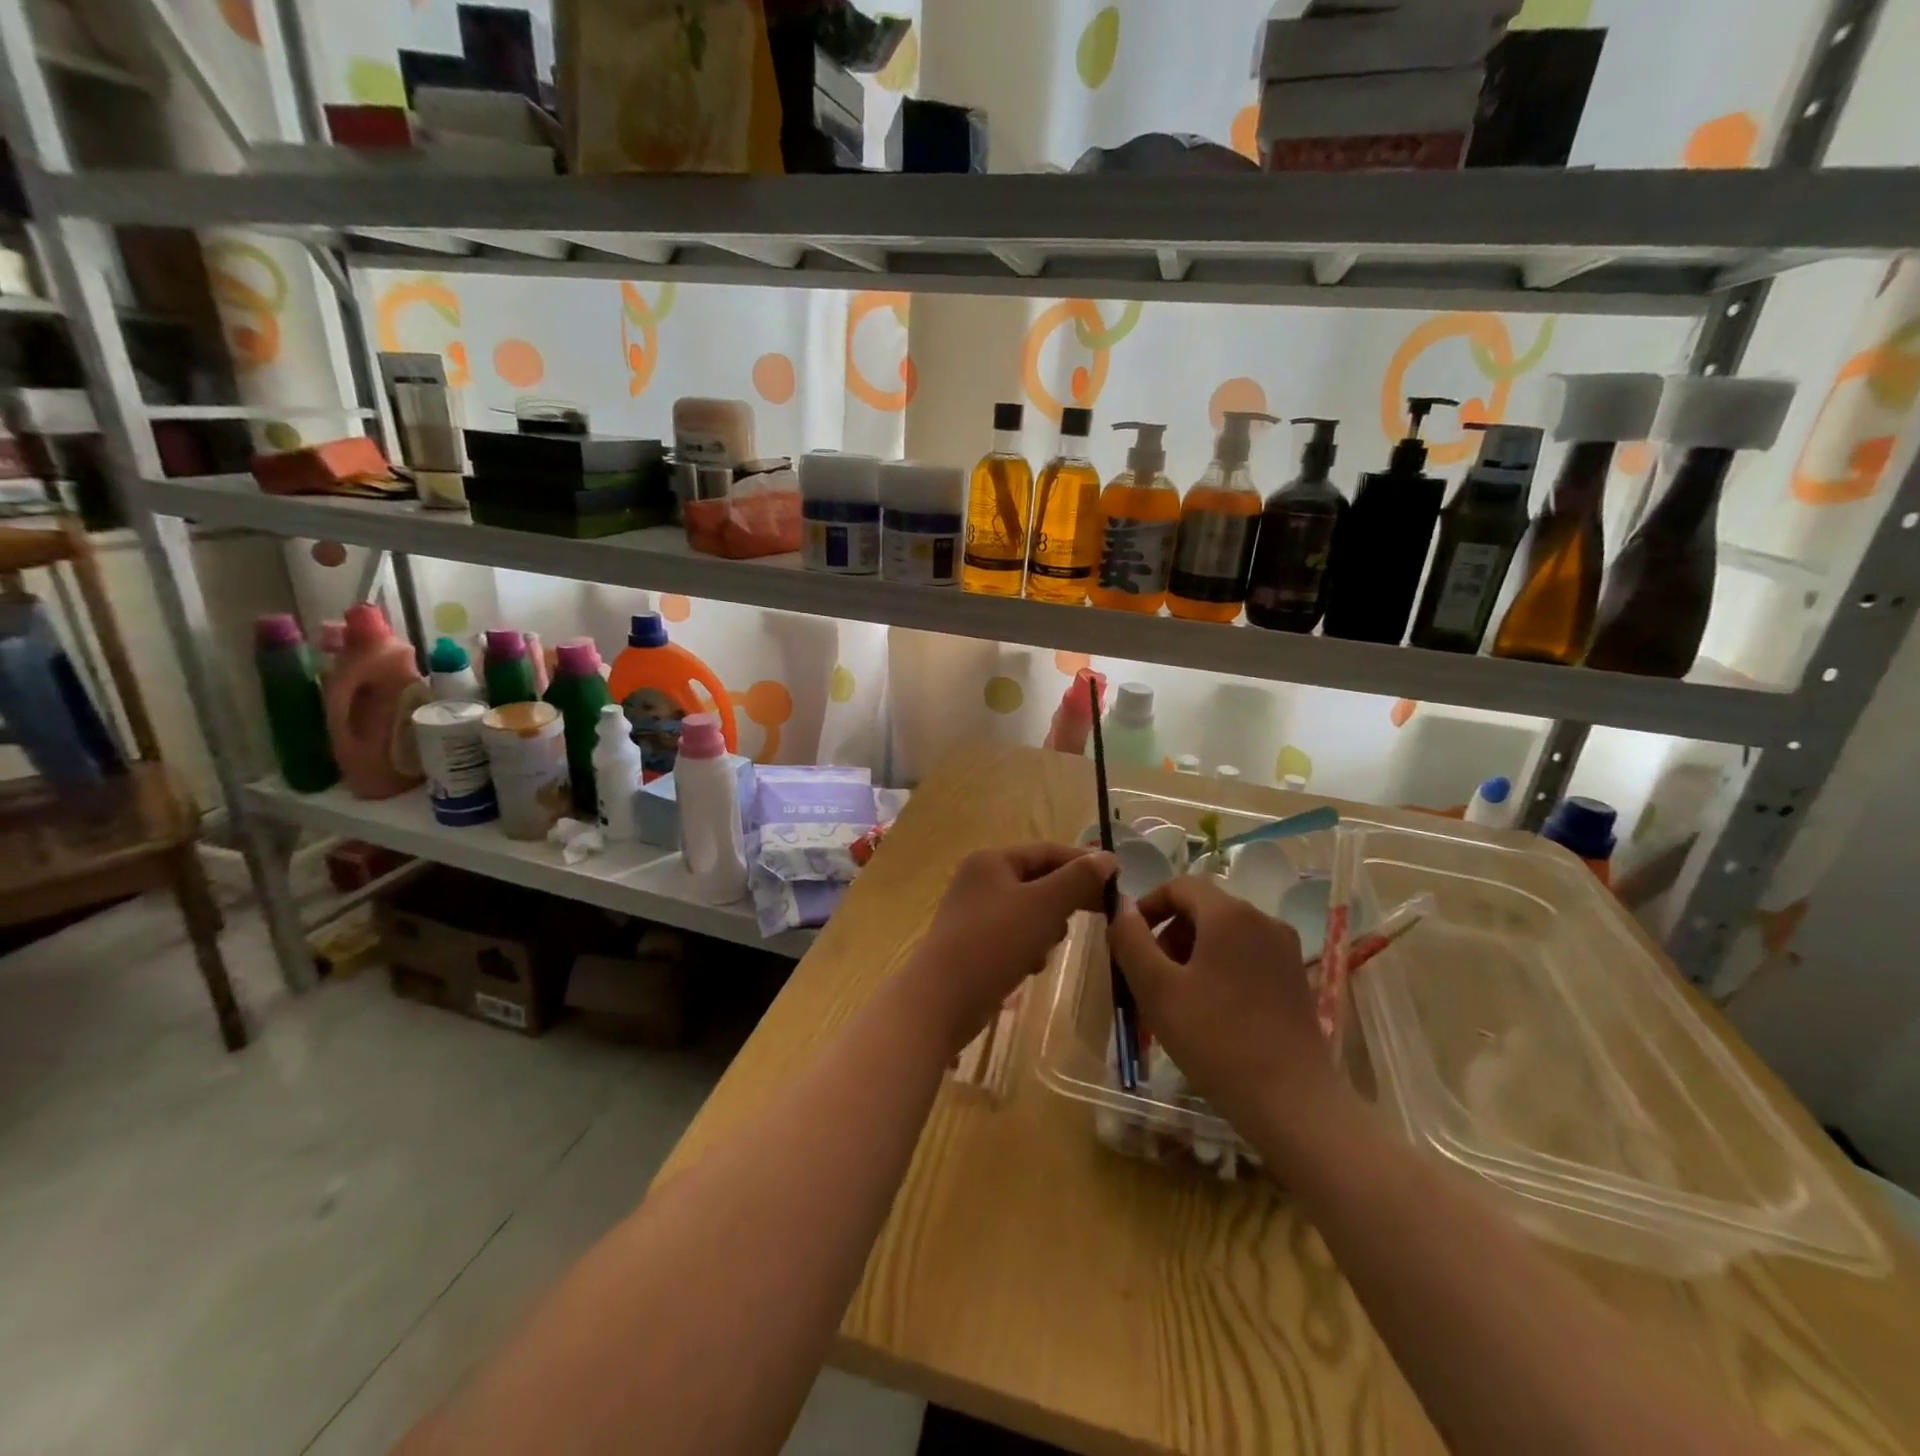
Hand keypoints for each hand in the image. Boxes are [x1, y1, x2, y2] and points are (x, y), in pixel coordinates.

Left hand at [912, 843, 1116, 1051]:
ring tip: (1051, 944)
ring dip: (1047, 926)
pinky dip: (1028, 947)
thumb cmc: (994, 943)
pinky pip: (1013, 937)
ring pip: (1028, 911)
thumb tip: (1108, 859)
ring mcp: (974, 913)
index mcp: (992, 860)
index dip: (1084, 863)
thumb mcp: (1044, 906)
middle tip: (1101, 914)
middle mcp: (980, 880)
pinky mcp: (973, 945)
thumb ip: (1078, 880)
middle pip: (1038, 880)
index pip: (1048, 852)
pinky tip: (1030, 966)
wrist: (941, 1000)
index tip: (1118, 881)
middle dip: (1066, 899)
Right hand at [1108, 876, 1346, 1136]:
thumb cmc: (1216, 1039)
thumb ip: (1131, 939)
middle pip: (1203, 909)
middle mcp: (1263, 920)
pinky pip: (1247, 957)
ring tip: (1176, 999)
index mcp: (1229, 914)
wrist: (1293, 1102)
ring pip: (1224, 935)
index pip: (1179, 886)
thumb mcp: (1157, 989)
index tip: (1128, 941)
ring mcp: (1284, 950)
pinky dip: (1220, 969)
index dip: (1148, 906)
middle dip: (1169, 935)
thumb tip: (1119, 905)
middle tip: (1149, 977)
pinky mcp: (1295, 979)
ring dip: (1192, 954)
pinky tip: (1210, 1012)